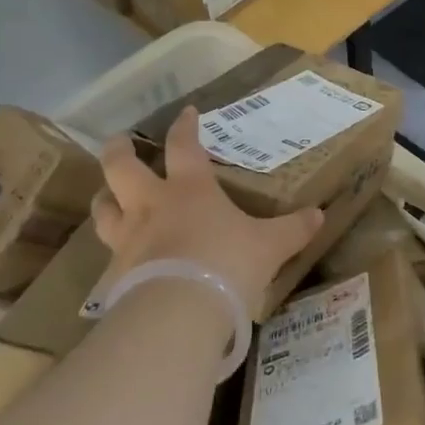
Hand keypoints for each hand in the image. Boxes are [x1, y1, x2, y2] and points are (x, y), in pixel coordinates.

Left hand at [91, 107, 323, 312]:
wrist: (179, 312)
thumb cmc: (227, 263)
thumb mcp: (270, 246)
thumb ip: (293, 230)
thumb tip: (319, 216)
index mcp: (190, 189)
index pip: (184, 145)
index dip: (185, 126)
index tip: (186, 112)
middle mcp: (152, 206)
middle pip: (122, 167)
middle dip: (119, 150)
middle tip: (119, 141)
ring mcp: (128, 239)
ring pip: (104, 209)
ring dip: (105, 198)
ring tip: (107, 196)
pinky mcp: (115, 275)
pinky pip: (108, 256)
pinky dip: (113, 251)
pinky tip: (120, 259)